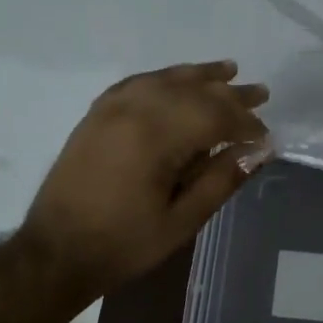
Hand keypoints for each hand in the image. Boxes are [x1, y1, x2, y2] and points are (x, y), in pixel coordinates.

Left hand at [24, 61, 271, 297]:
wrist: (55, 252)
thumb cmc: (123, 244)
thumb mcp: (181, 221)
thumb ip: (221, 180)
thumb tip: (259, 151)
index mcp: (156, 137)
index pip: (214, 116)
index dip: (245, 124)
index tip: (267, 136)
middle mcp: (133, 110)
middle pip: (192, 91)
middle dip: (230, 94)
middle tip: (261, 93)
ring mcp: (111, 108)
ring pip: (164, 79)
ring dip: (199, 76)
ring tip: (229, 70)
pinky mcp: (96, 114)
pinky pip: (137, 83)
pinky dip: (163, 78)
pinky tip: (177, 80)